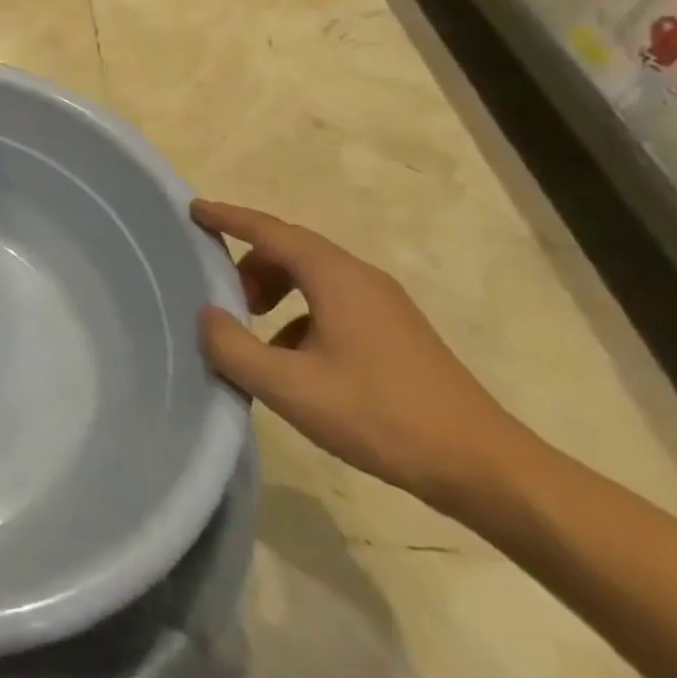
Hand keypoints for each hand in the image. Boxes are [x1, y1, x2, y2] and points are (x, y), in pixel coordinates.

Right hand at [194, 199, 529, 510]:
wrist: (483, 467)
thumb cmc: (380, 416)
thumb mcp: (290, 387)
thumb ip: (234, 348)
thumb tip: (206, 316)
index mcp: (335, 277)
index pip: (269, 231)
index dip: (227, 217)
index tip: (193, 210)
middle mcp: (360, 277)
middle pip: (290, 249)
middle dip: (248, 263)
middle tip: (218, 293)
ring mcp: (383, 304)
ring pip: (312, 276)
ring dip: (273, 289)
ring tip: (252, 328)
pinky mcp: (395, 331)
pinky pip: (331, 301)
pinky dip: (299, 313)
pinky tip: (293, 359)